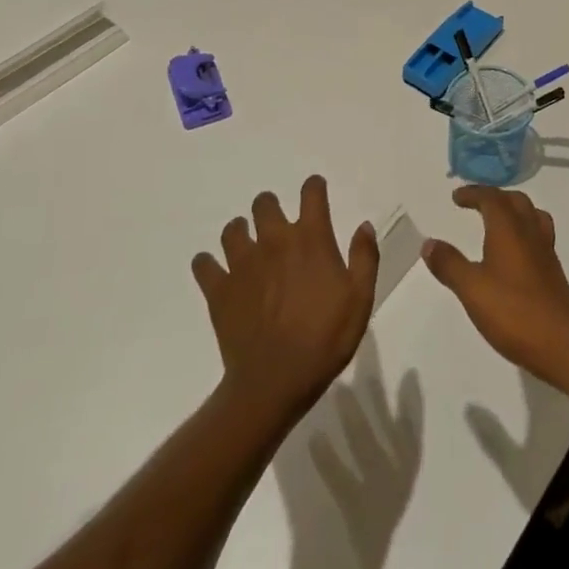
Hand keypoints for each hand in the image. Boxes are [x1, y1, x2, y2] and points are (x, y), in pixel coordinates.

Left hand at [192, 176, 379, 424]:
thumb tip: (363, 225)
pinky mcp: (218, 289)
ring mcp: (242, 264)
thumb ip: (364, 257)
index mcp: (310, 239)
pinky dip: (208, 264)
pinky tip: (216, 272)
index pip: (311, 194)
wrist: (275, 381)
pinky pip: (204, 264)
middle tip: (278, 225)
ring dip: (241, 231)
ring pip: (233, 229)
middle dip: (271, 207)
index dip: (314, 187)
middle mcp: (274, 241)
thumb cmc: (325, 339)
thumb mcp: (361, 299)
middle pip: (265, 204)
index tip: (316, 191)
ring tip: (248, 246)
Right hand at [422, 186, 568, 384]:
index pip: (492, 198)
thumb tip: (429, 243)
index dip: (474, 193)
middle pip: (515, 201)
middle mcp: (530, 232)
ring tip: (496, 221)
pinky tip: (513, 253)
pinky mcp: (552, 271)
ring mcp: (545, 252)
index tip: (457, 197)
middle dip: (494, 197)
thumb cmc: (514, 312)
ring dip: (513, 211)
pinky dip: (523, 231)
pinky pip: (538, 235)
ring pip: (531, 216)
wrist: (564, 343)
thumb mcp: (472, 289)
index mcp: (509, 229)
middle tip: (475, 203)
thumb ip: (450, 264)